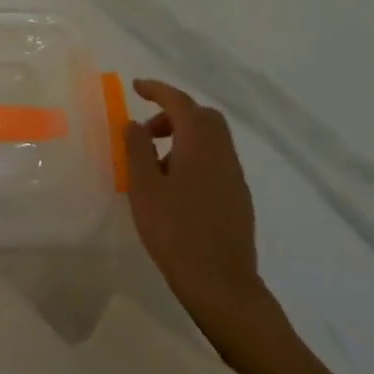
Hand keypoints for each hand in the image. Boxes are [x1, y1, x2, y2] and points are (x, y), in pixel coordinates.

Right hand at [124, 79, 279, 340]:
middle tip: (146, 130)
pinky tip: (175, 185)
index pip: (180, 102)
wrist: (222, 286)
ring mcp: (234, 177)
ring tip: (155, 162)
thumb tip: (135, 123)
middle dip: (174, 113)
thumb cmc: (175, 231)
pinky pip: (216, 160)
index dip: (158, 90)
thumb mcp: (144, 187)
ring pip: (211, 139)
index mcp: (199, 144)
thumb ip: (137, 149)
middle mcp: (222, 153)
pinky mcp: (238, 199)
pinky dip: (195, 155)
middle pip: (203, 117)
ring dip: (184, 136)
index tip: (136, 87)